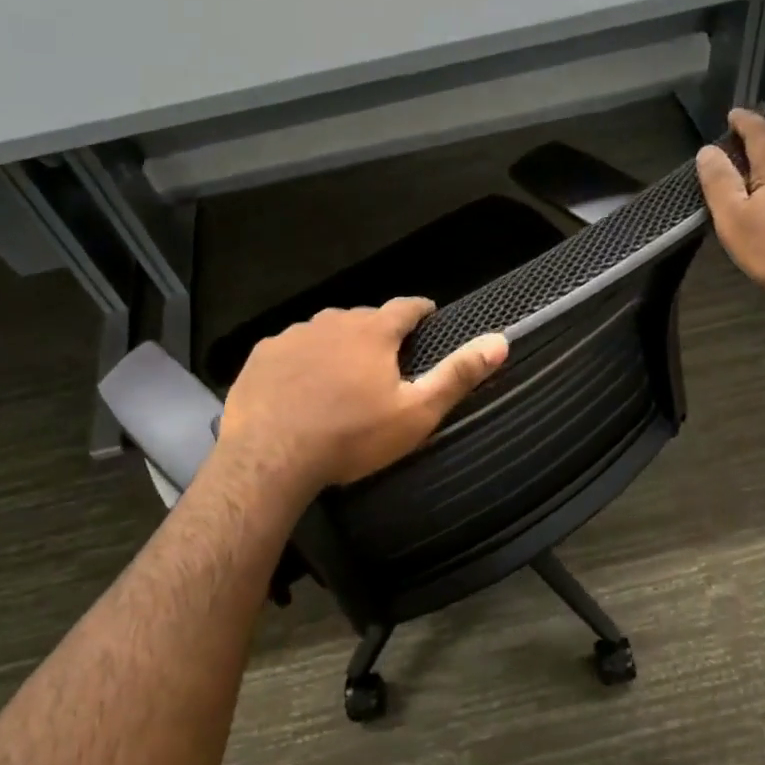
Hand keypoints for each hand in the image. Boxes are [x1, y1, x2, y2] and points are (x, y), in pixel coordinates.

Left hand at [216, 299, 508, 496]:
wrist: (270, 457)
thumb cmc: (351, 436)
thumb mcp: (416, 413)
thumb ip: (457, 375)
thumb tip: (500, 340)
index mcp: (373, 331)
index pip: (406, 307)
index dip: (421, 311)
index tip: (428, 317)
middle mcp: (333, 321)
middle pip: (365, 319)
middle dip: (378, 334)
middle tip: (385, 362)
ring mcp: (293, 335)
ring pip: (326, 332)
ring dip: (339, 345)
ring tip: (342, 377)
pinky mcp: (263, 354)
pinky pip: (293, 348)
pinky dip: (304, 360)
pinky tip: (302, 387)